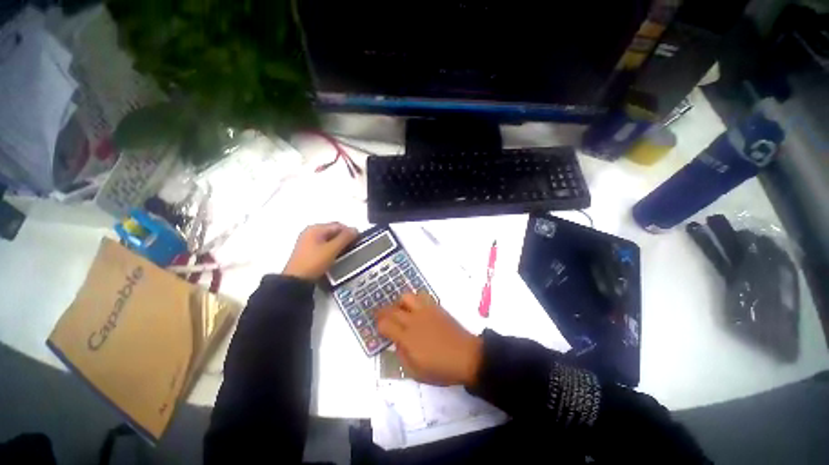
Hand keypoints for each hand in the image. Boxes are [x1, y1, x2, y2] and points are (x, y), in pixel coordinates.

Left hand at [282, 223, 358, 279]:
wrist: (296, 280)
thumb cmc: (315, 262)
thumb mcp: (332, 249)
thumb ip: (345, 238)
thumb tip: (355, 229)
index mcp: (316, 228)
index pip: (338, 225)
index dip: (349, 232)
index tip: (357, 242)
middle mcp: (310, 232)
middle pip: (333, 231)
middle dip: (344, 238)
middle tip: (352, 248)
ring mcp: (308, 241)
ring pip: (329, 239)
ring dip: (338, 244)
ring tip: (345, 253)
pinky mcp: (307, 251)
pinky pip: (323, 245)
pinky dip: (331, 249)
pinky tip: (335, 257)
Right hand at [376, 292, 482, 386]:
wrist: (467, 357)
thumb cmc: (441, 369)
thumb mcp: (415, 372)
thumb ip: (401, 355)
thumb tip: (396, 342)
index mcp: (407, 337)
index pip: (385, 324)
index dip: (379, 325)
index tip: (379, 328)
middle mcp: (414, 320)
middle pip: (392, 309)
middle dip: (383, 312)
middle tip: (383, 317)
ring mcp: (425, 311)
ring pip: (406, 297)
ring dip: (400, 303)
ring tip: (401, 310)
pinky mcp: (436, 307)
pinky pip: (421, 295)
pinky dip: (415, 299)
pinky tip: (416, 308)